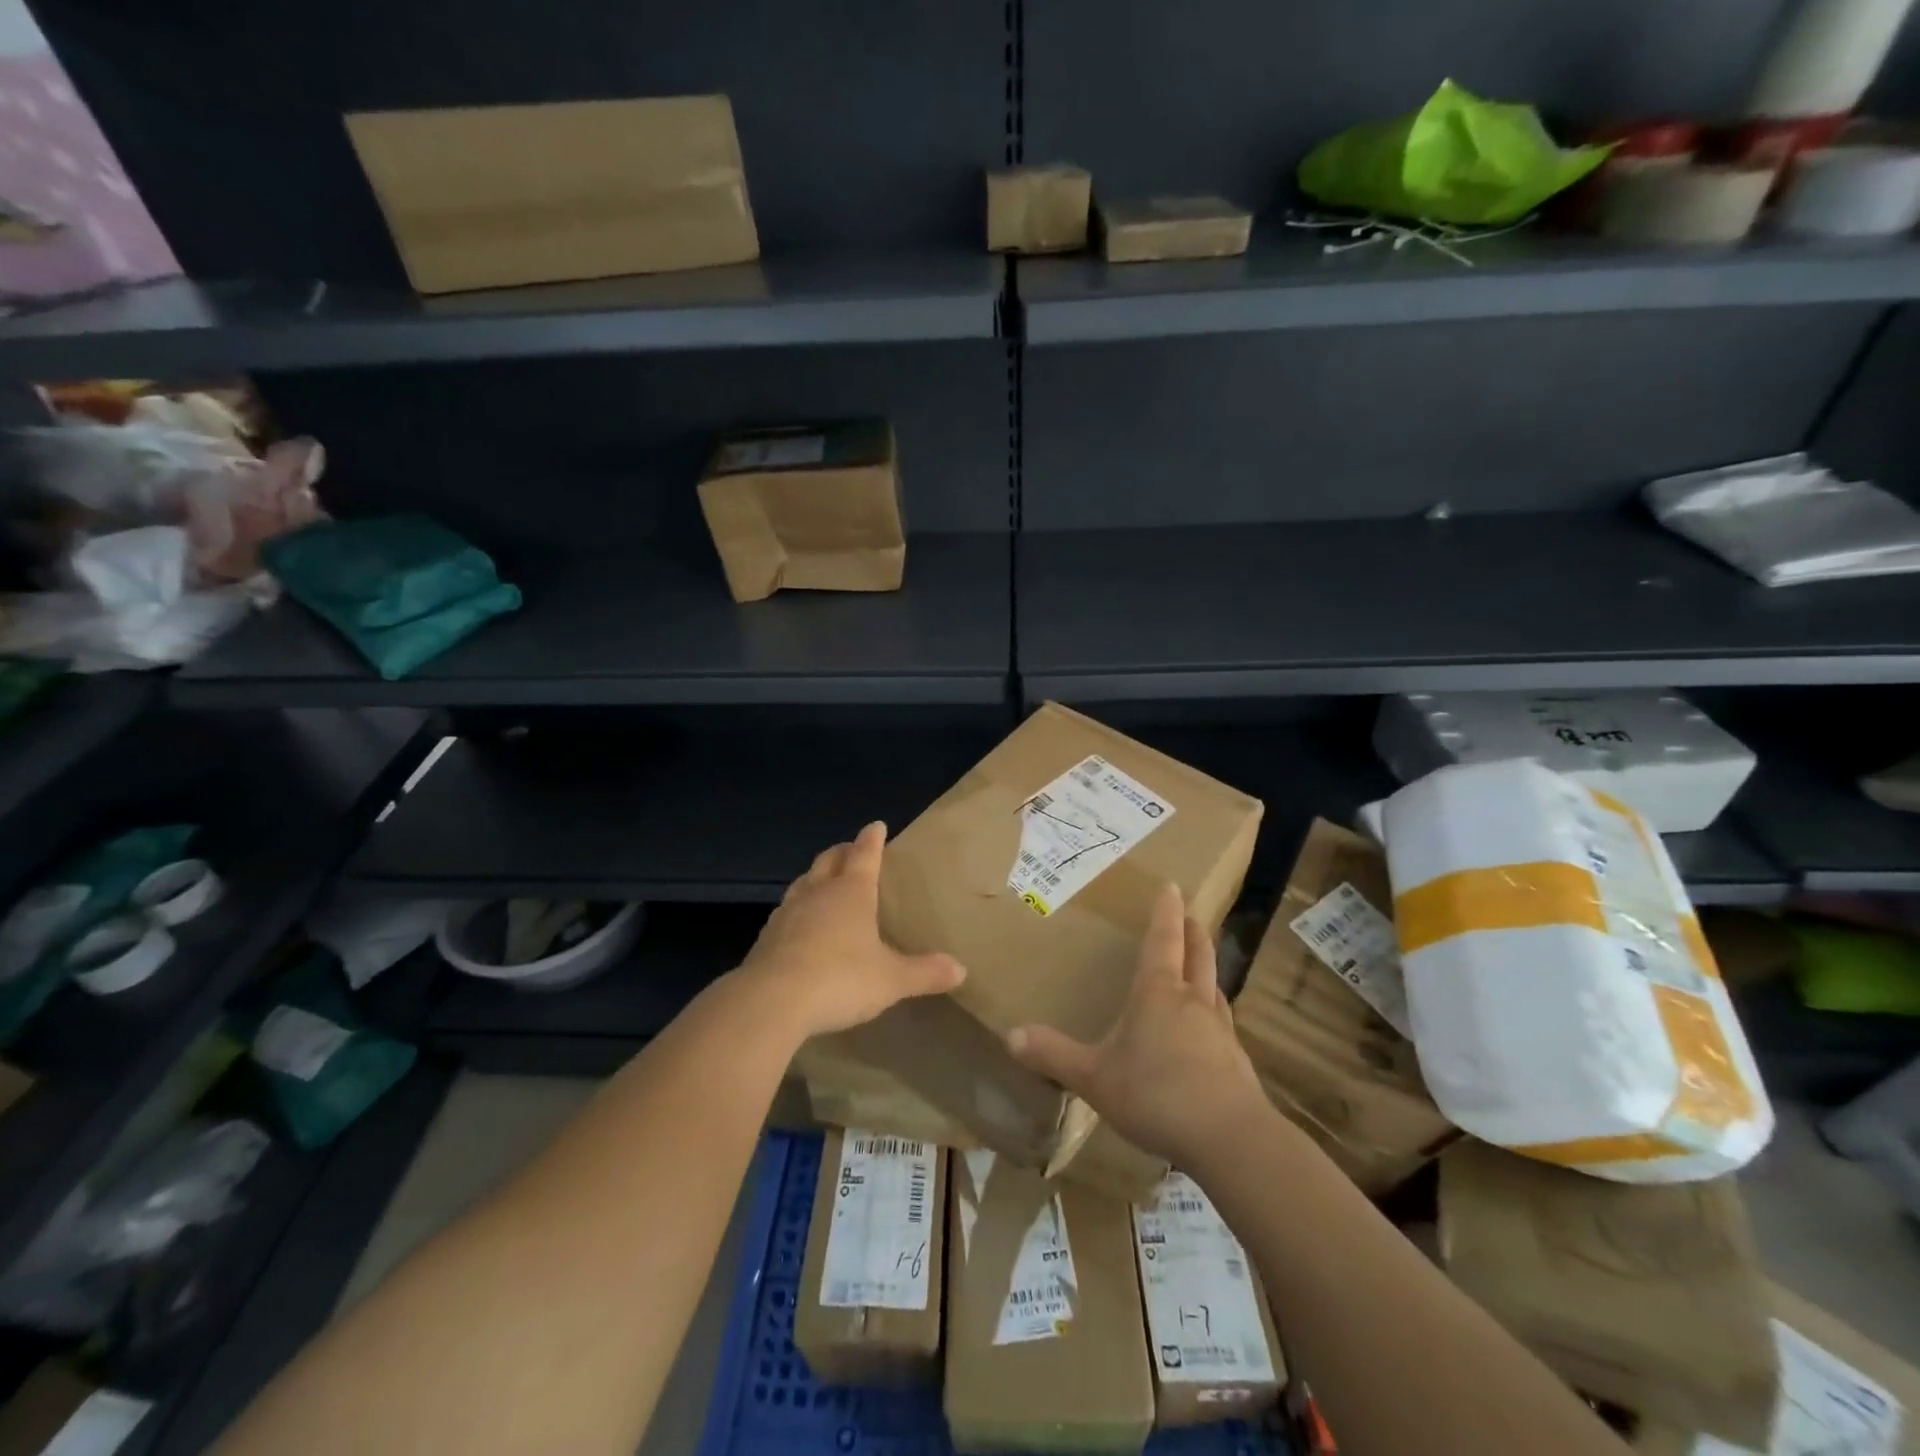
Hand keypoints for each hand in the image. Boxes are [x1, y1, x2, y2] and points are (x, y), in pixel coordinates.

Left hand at [734, 821, 965, 1039]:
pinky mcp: (767, 937)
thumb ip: (924, 972)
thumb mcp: (891, 979)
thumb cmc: (840, 978)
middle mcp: (818, 893)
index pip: (865, 855)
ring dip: (815, 877)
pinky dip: (797, 909)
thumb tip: (961, 969)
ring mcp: (788, 913)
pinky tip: (799, 924)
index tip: (877, 825)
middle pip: (829, 861)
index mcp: (852, 892)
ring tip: (823, 880)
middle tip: (851, 849)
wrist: (772, 1001)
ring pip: (803, 883)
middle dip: (842, 852)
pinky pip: (786, 912)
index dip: (872, 839)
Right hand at [1007, 883, 1268, 1167]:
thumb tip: (1010, 1035)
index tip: (1174, 886)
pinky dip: (1214, 1014)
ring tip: (1201, 968)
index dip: (1166, 912)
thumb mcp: (1093, 1077)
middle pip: (1198, 955)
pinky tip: (1208, 1032)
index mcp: (1158, 992)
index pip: (1163, 940)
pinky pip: (1222, 1025)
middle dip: (1194, 932)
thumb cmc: (1155, 1093)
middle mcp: (1192, 1001)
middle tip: (1193, 914)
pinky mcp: (1236, 1062)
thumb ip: (1053, 1055)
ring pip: (1214, 988)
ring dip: (1207, 970)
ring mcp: (1220, 1031)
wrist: (1229, 1138)